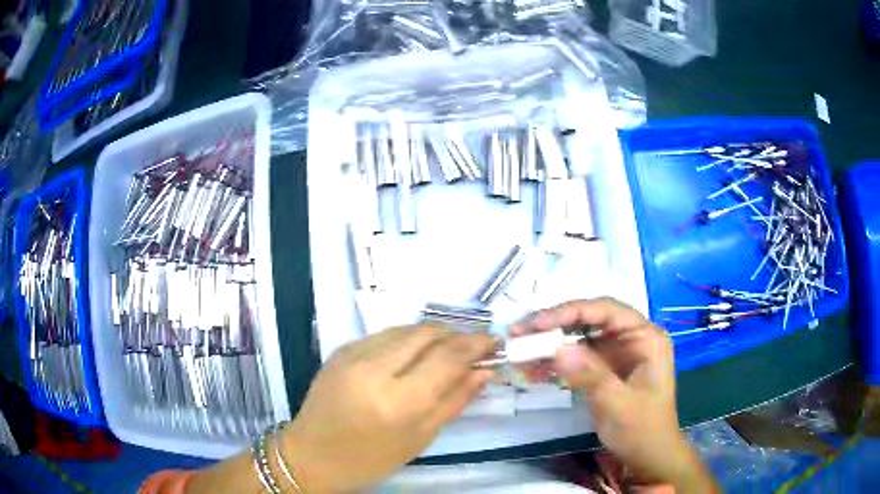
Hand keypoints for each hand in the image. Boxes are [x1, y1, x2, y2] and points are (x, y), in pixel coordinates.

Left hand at [281, 325, 494, 492]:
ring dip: (433, 334)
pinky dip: (407, 340)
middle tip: (474, 346)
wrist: (311, 455)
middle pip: (427, 333)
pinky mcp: (340, 350)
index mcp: (398, 401)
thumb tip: (485, 371)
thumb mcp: (419, 438)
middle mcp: (374, 369)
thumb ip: (454, 401)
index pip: (448, 357)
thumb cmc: (370, 459)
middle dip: (457, 334)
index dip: (476, 344)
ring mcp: (353, 355)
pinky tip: (414, 355)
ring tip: (448, 349)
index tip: (494, 341)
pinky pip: (384, 335)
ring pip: (406, 328)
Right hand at [512, 298, 717, 492]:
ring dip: (549, 345)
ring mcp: (616, 354)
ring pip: (578, 338)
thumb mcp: (618, 405)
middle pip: (589, 321)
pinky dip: (554, 363)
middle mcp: (631, 338)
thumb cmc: (642, 430)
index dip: (570, 311)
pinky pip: (575, 358)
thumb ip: (590, 375)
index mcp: (645, 337)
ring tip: (518, 352)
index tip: (537, 323)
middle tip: (519, 332)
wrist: (646, 457)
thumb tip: (557, 349)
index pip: (606, 311)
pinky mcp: (602, 369)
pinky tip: (531, 370)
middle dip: (554, 326)